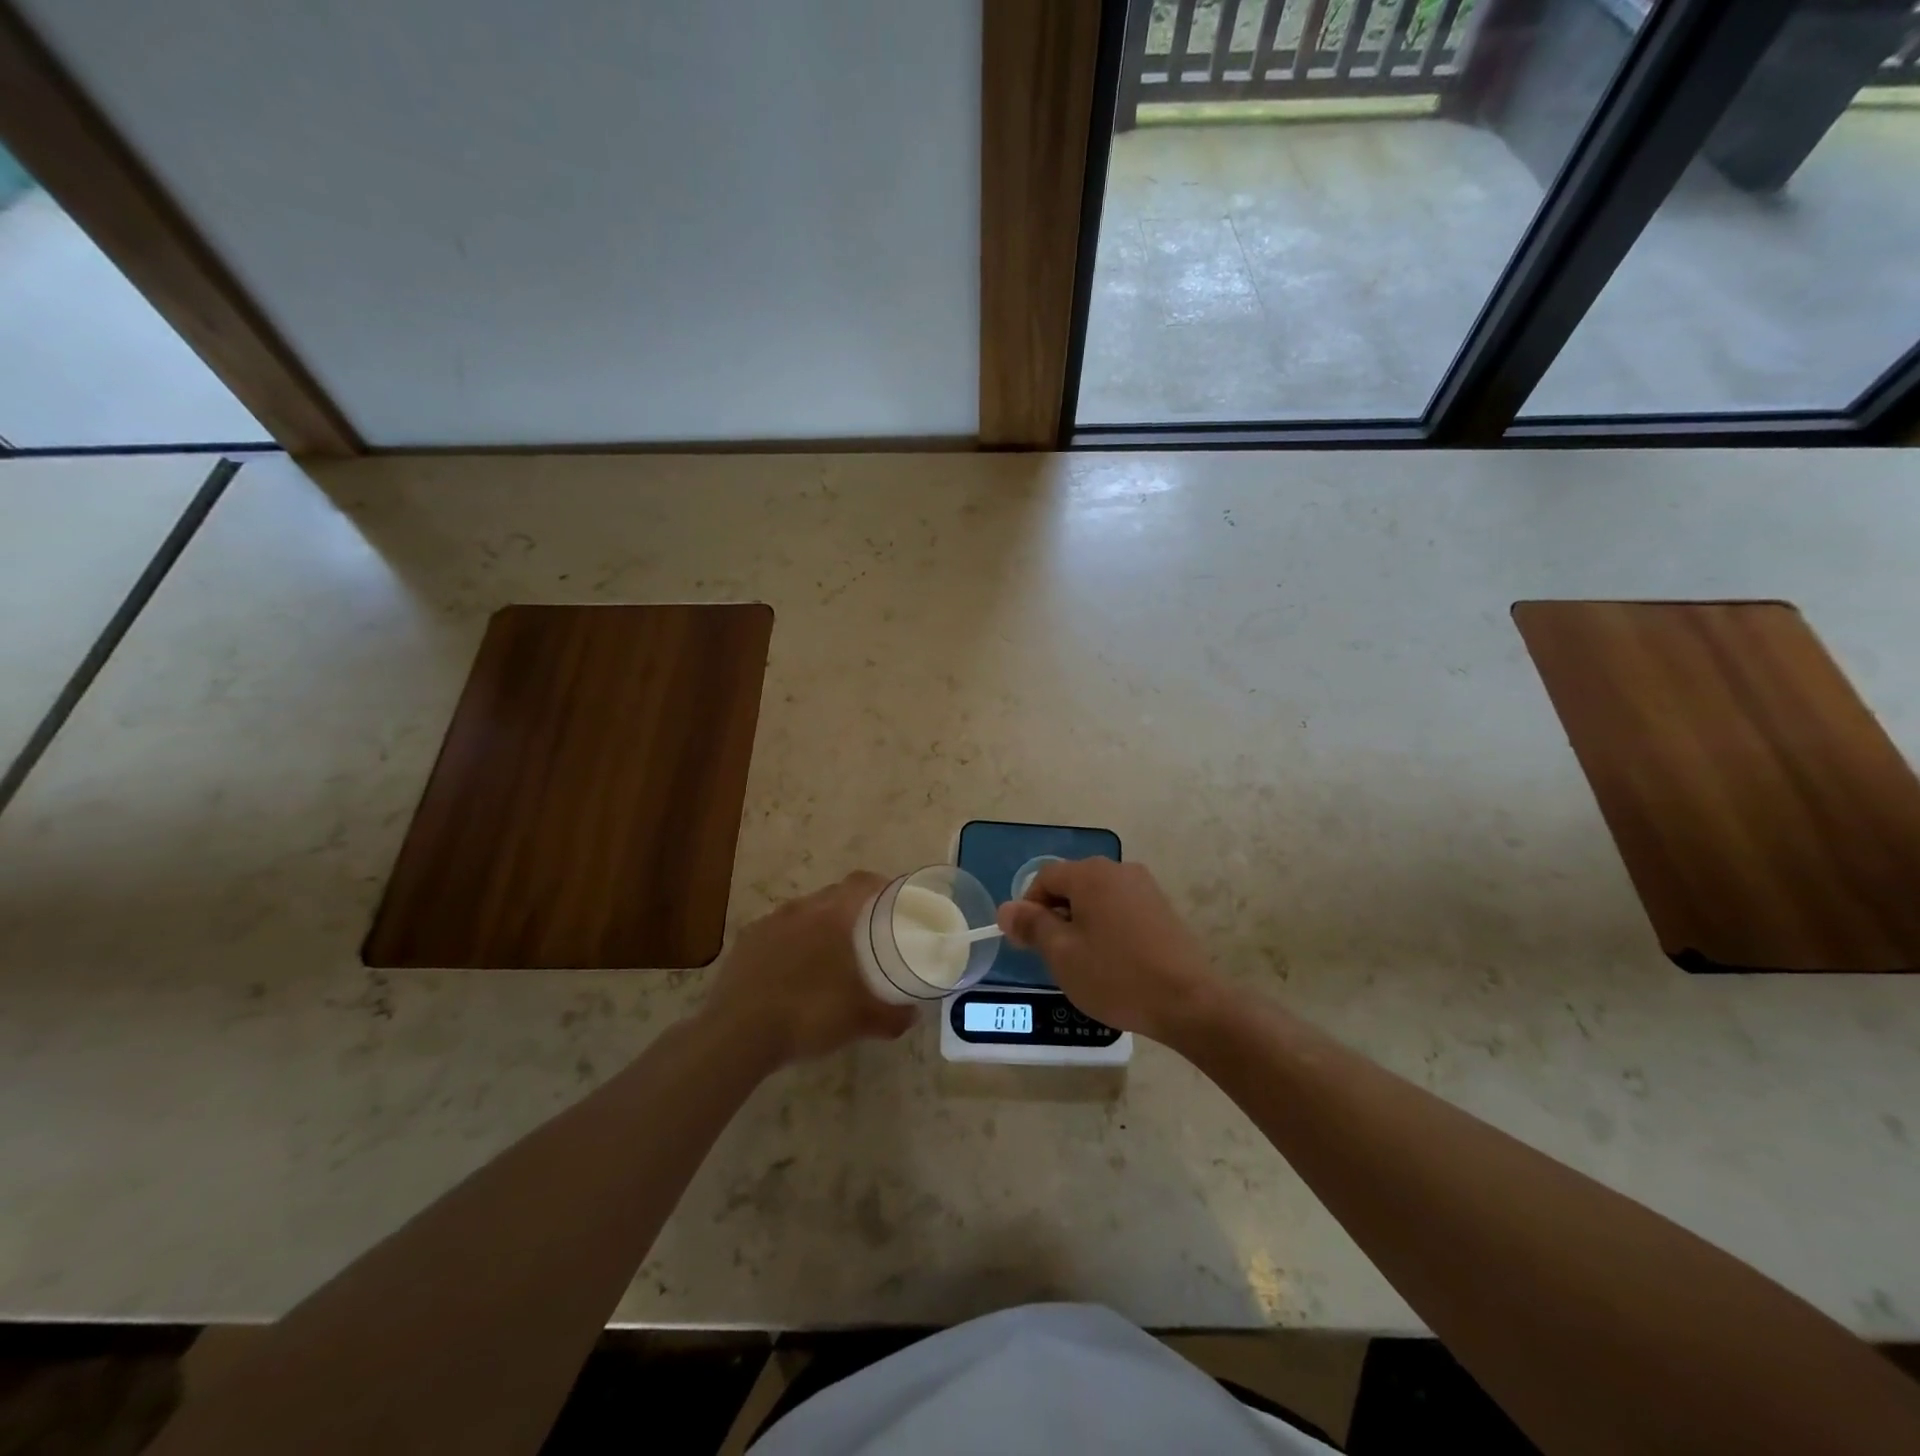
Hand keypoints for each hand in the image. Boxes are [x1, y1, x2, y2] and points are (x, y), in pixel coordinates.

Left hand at [702, 872, 916, 1065]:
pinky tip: (792, 970)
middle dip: (852, 907)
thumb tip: (913, 1015)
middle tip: (868, 932)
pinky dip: (790, 943)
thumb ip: (892, 1015)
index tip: (895, 900)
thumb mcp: (860, 1020)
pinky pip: (776, 932)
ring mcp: (768, 923)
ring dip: (818, 925)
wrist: (737, 1033)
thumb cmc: (808, 1014)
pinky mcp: (744, 943)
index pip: (862, 883)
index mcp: (833, 915)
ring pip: (803, 913)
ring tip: (829, 953)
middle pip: (833, 895)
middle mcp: (800, 909)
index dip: (881, 885)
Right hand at [996, 858, 1224, 1043]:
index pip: (1044, 878)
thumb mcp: (1062, 953)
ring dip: (1081, 923)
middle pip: (1072, 885)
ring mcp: (1145, 888)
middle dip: (1055, 916)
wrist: (1188, 1002)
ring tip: (1084, 963)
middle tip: (1053, 957)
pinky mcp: (1163, 909)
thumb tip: (1006, 908)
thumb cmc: (1115, 975)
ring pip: (1097, 898)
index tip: (1027, 944)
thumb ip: (1031, 925)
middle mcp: (1118, 869)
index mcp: (1090, 874)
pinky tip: (1113, 962)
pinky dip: (1107, 928)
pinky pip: (1121, 909)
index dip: (1028, 908)